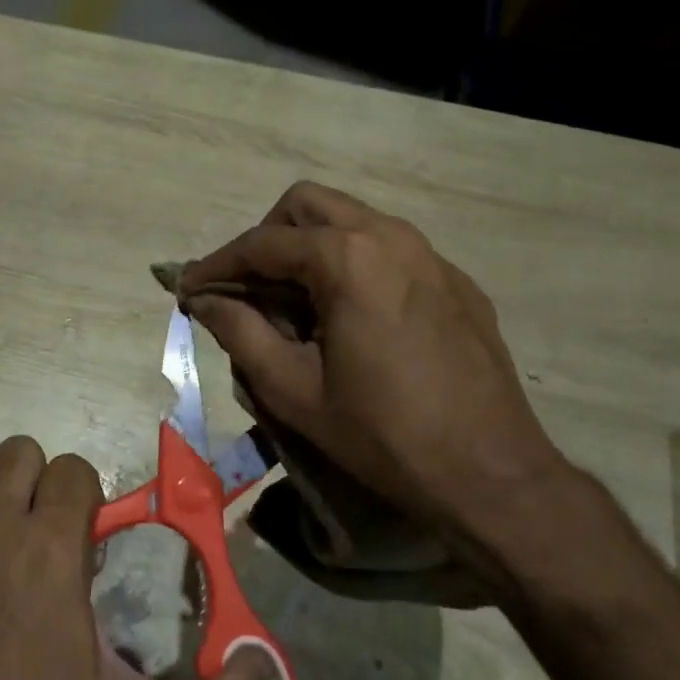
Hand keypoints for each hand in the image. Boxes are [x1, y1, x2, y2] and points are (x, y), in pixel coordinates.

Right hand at [183, 183, 582, 583]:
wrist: (492, 473)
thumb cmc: (383, 434)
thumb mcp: (295, 390)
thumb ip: (240, 333)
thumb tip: (204, 301)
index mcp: (348, 259)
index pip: (262, 243)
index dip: (217, 264)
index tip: (188, 288)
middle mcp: (391, 236)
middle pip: (307, 206)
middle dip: (266, 239)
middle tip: (247, 289)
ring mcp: (431, 255)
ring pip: (352, 222)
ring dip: (310, 249)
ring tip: (294, 307)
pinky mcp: (455, 281)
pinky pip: (389, 250)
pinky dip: (353, 266)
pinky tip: (351, 320)